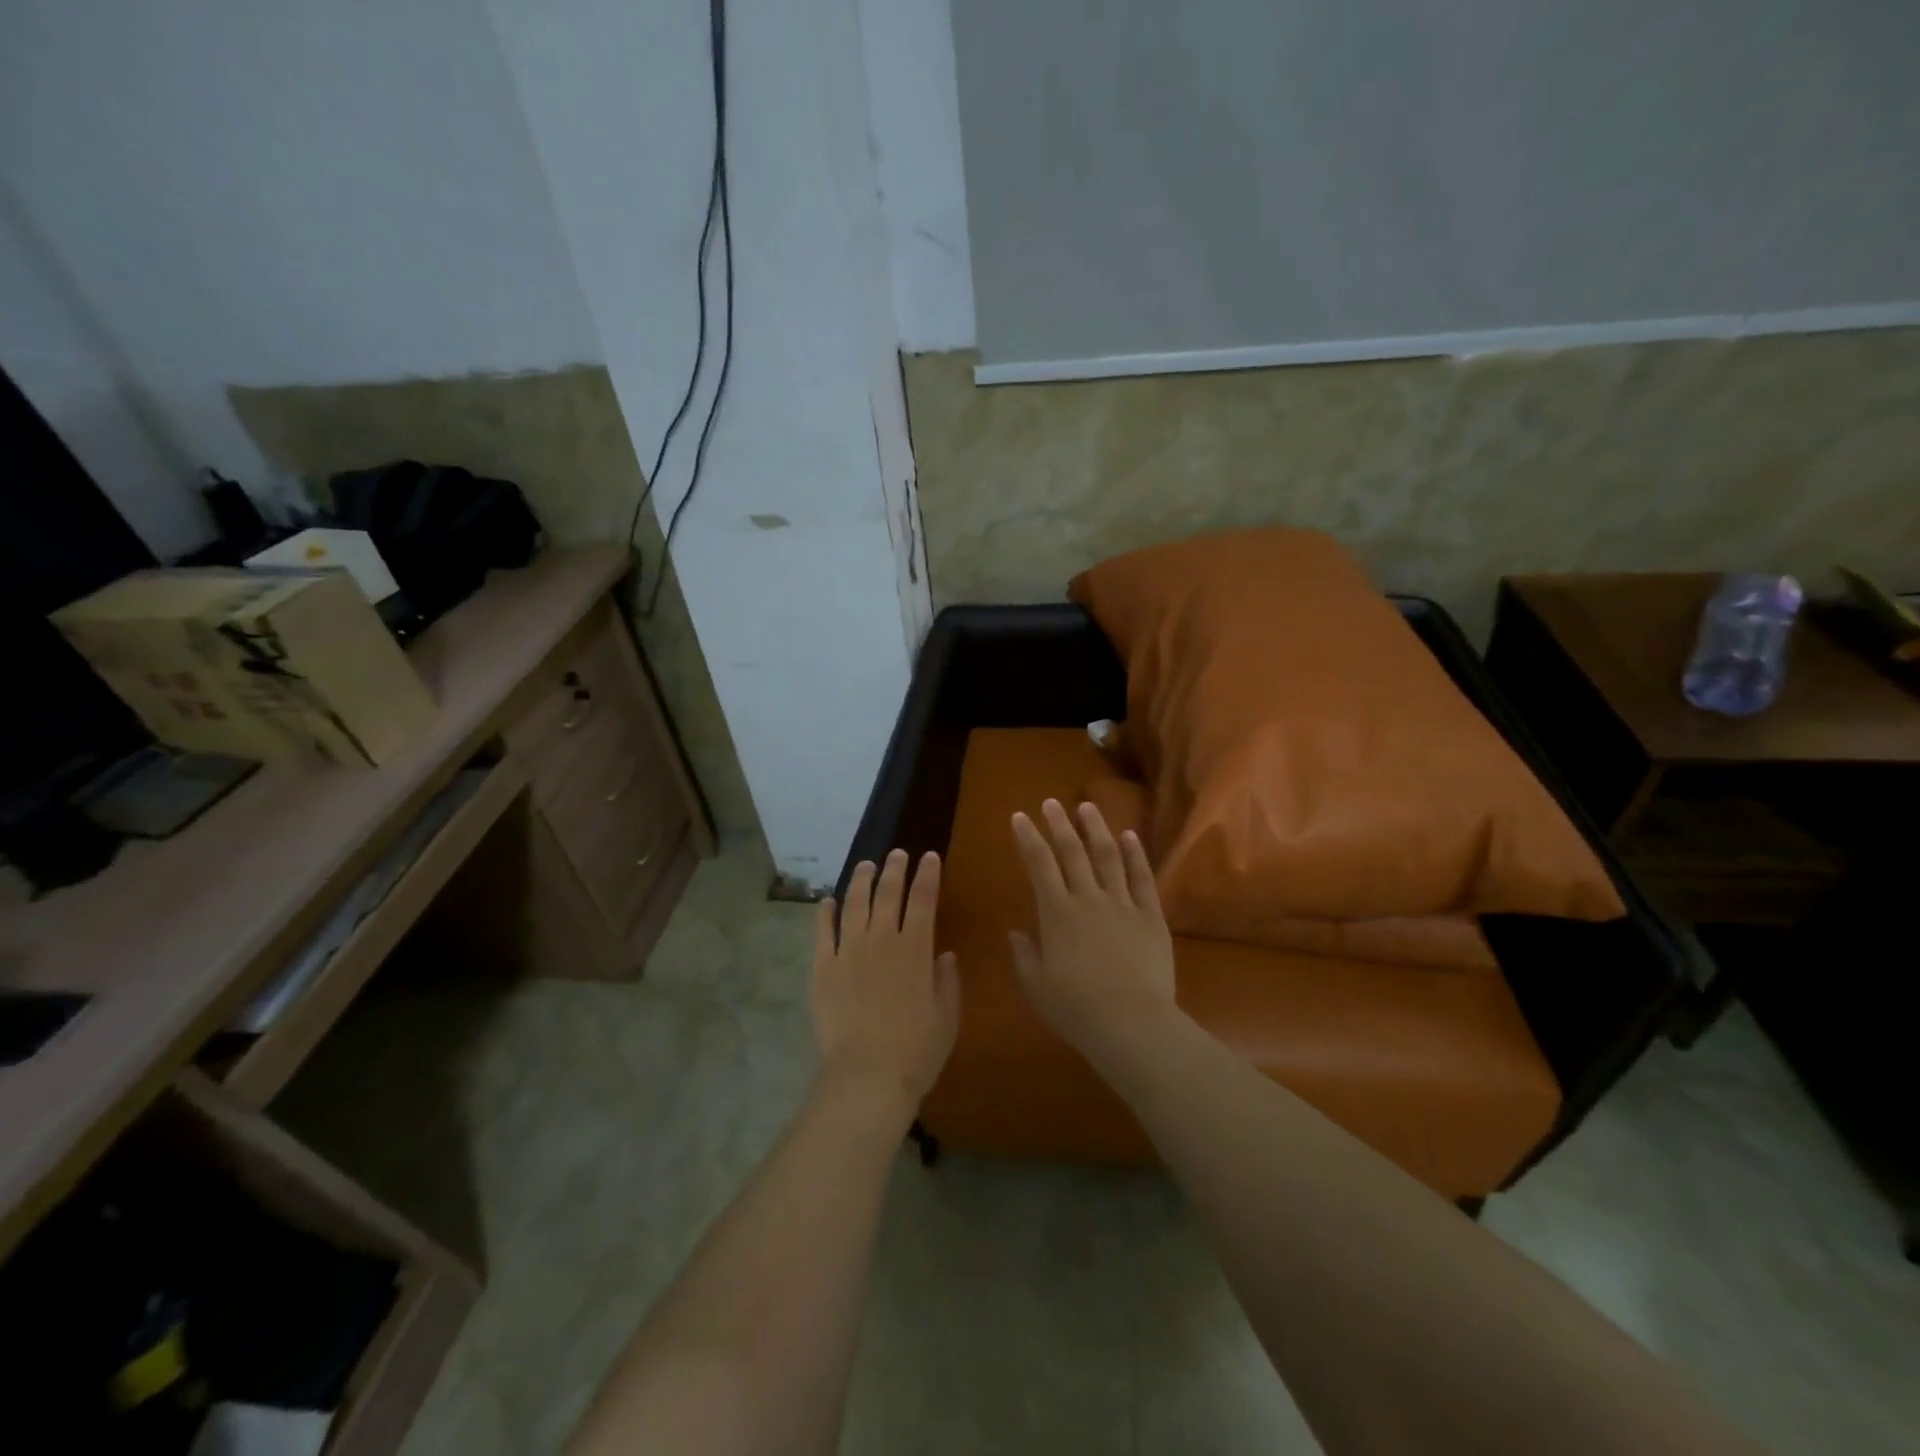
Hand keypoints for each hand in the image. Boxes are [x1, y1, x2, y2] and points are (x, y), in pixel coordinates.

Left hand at [812, 849, 959, 1129]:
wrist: (866, 1076)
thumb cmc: (916, 1051)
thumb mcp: (946, 1017)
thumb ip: (947, 981)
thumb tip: (945, 955)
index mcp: (915, 948)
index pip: (923, 899)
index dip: (927, 875)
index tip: (929, 857)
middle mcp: (881, 939)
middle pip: (887, 892)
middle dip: (894, 868)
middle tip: (897, 854)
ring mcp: (848, 951)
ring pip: (854, 903)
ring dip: (861, 880)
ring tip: (865, 865)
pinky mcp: (822, 967)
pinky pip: (823, 931)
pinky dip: (826, 912)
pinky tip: (828, 901)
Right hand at [1009, 800, 1178, 1064]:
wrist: (1133, 1025)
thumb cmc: (1077, 1010)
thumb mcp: (1037, 987)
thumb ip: (1023, 956)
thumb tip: (1016, 932)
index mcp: (1056, 914)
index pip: (1039, 865)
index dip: (1028, 838)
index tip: (1020, 817)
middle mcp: (1088, 899)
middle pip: (1072, 852)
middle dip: (1059, 824)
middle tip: (1050, 802)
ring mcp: (1123, 904)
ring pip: (1108, 856)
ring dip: (1096, 829)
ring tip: (1088, 807)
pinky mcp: (1151, 916)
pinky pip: (1142, 878)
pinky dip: (1135, 854)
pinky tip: (1129, 836)